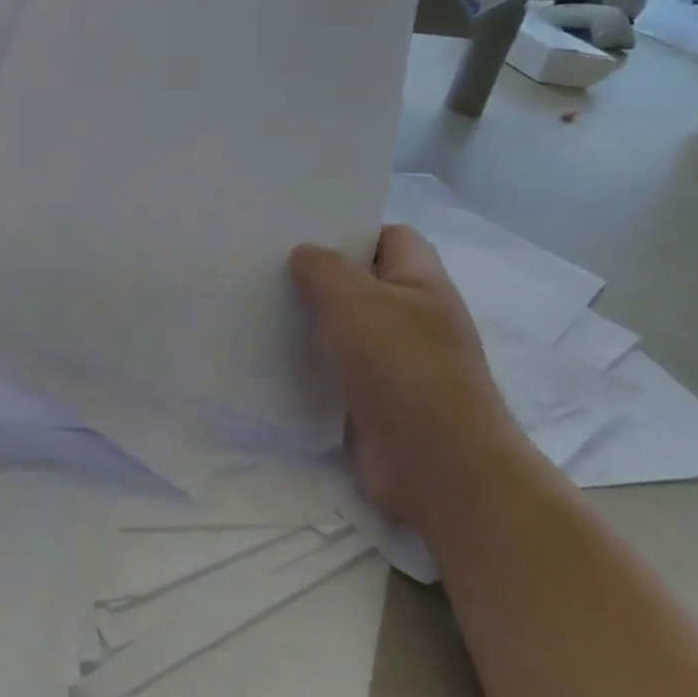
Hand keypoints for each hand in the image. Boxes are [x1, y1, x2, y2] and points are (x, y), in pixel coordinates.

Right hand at [290, 225, 525, 528]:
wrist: (438, 468)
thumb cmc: (403, 368)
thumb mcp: (356, 301)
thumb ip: (324, 269)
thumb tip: (304, 254)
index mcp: (420, 282)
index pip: (389, 235)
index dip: (350, 229)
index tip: (302, 232)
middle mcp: (412, 316)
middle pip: (361, 281)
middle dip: (318, 275)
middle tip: (265, 266)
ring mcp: (396, 360)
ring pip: (345, 326)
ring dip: (310, 320)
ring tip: (259, 307)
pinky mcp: (375, 398)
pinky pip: (337, 367)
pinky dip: (311, 362)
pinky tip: (272, 356)